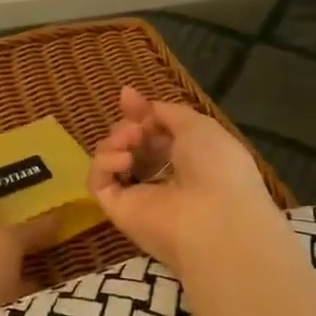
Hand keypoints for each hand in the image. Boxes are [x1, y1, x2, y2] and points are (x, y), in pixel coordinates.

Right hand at [88, 85, 286, 274]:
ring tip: (130, 142)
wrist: (214, 218)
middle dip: (128, 126)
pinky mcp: (118, 211)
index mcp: (189, 159)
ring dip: (116, 141)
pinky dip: (104, 163)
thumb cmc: (216, 167)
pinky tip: (123, 161)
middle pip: (131, 144)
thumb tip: (135, 100)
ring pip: (112, 160)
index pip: (155, 133)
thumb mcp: (198, 126)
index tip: (127, 97)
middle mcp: (163, 177)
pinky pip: (99, 181)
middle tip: (135, 128)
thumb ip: (167, 112)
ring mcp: (139, 196)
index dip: (140, 113)